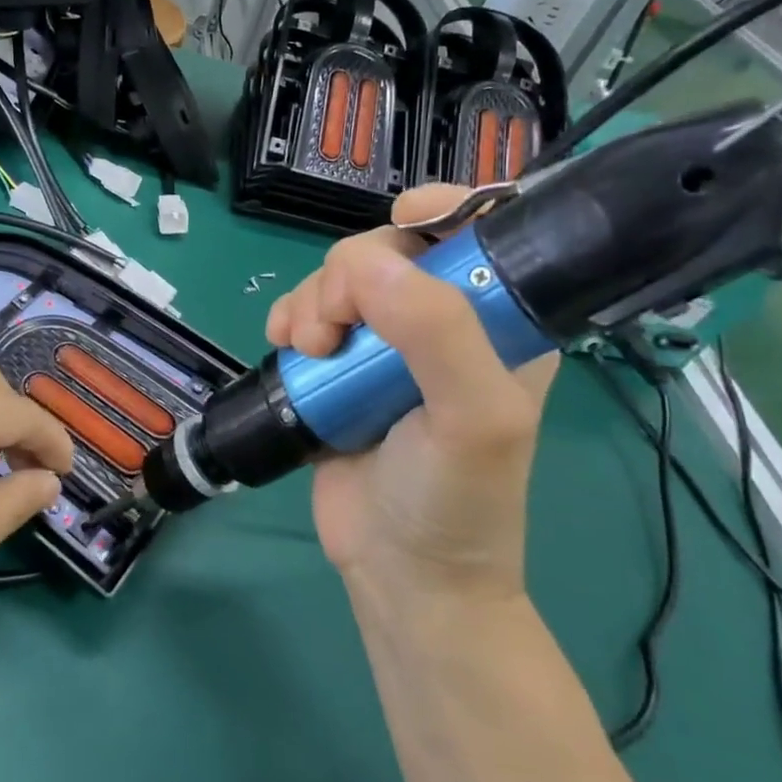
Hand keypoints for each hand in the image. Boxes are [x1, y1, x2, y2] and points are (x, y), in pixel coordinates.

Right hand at [264, 184, 558, 606]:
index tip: (400, 217)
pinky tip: (284, 345)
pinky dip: (289, 318)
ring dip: (312, 301)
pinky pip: (307, 311)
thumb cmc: (457, 498)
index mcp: (496, 321)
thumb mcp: (473, 417)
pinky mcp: (337, 366)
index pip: (479, 230)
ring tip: (306, 349)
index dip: (442, 207)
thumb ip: (433, 331)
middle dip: (350, 274)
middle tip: (333, 330)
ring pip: (339, 279)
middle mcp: (441, 322)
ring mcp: (383, 344)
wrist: (402, 574)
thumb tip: (362, 261)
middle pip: (388, 247)